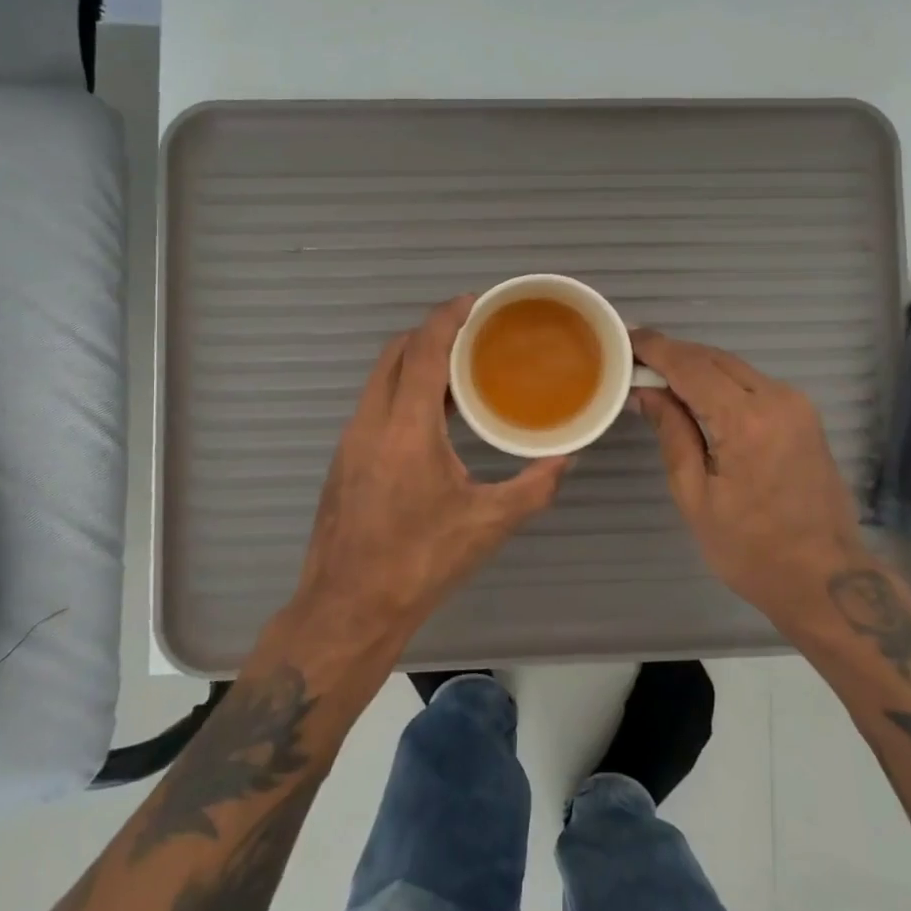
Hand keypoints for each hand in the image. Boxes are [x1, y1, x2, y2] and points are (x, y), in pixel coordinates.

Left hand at [287, 297, 570, 658]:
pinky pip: (374, 403)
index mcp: (406, 428)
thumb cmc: (419, 562)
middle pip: (395, 352)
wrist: (347, 607)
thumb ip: (533, 487)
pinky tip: (433, 416)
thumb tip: (566, 460)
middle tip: (472, 333)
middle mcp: (371, 421)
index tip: (475, 302)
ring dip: (415, 362)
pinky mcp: (344, 458)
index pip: (423, 350)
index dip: (448, 317)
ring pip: (380, 377)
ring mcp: (351, 439)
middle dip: (431, 332)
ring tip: (459, 370)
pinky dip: (402, 390)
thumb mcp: (487, 525)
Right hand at [630, 329, 866, 620]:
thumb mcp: (695, 496)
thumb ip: (672, 433)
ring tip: (656, 372)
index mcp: (747, 422)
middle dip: (672, 352)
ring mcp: (796, 404)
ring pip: (734, 367)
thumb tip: (646, 392)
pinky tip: (695, 392)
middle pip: (714, 358)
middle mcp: (777, 399)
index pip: (691, 367)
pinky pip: (752, 382)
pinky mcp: (804, 415)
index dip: (655, 348)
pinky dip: (719, 379)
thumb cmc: (751, 550)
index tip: (624, 337)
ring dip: (696, 365)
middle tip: (633, 356)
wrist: (828, 579)